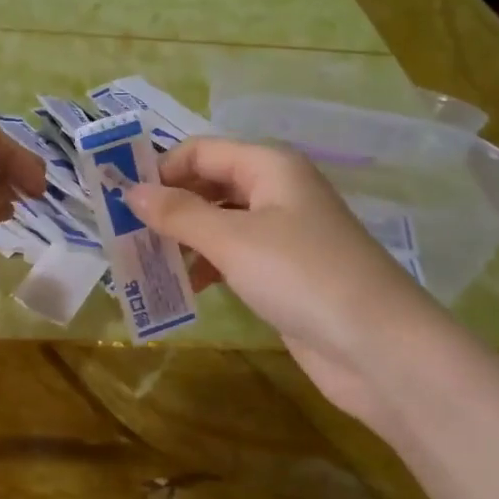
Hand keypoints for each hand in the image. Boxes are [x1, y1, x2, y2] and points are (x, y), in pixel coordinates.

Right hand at [126, 138, 440, 417]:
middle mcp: (277, 191)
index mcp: (269, 167)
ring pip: (220, 224)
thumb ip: (179, 214)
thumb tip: (130, 192)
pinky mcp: (284, 273)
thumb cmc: (302, 276)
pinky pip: (234, 257)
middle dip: (169, 206)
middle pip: (210, 185)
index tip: (120, 202)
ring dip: (183, 239)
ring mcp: (283, 234)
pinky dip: (207, 266)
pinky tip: (184, 288)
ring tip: (145, 264)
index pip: (201, 152)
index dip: (160, 170)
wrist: (378, 346)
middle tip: (126, 236)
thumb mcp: (233, 240)